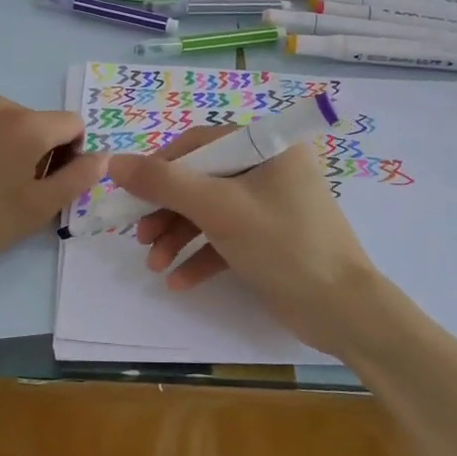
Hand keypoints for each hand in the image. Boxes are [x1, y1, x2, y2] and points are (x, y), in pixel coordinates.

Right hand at [106, 125, 379, 334]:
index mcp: (268, 145)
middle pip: (201, 179)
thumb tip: (113, 162)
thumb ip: (163, 183)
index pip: (199, 144)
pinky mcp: (270, 239)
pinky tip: (178, 281)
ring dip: (178, 237)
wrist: (343, 311)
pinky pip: (226, 238)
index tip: (130, 194)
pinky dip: (201, 256)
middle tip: (140, 236)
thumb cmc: (283, 244)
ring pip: (210, 211)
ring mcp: (271, 205)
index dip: (160, 167)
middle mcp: (270, 168)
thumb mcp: (218, 209)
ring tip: (154, 265)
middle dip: (167, 211)